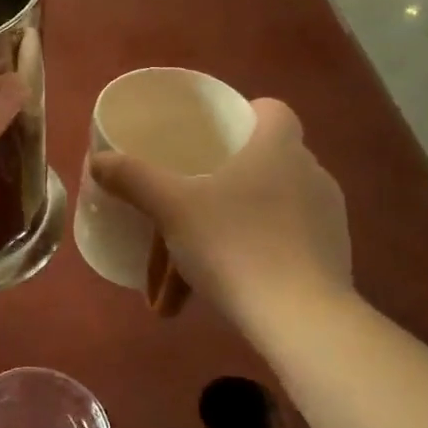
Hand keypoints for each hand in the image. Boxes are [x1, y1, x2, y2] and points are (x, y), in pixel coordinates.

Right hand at [90, 98, 350, 332]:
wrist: (299, 317)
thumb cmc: (234, 244)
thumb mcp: (171, 208)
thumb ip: (133, 179)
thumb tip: (98, 160)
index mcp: (278, 148)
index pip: (273, 110)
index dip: (244, 116)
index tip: (212, 136)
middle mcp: (310, 174)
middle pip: (262, 162)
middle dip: (222, 181)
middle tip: (185, 200)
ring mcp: (325, 217)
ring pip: (264, 209)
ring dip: (227, 227)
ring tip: (186, 264)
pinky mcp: (329, 256)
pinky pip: (280, 243)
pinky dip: (248, 256)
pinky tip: (215, 285)